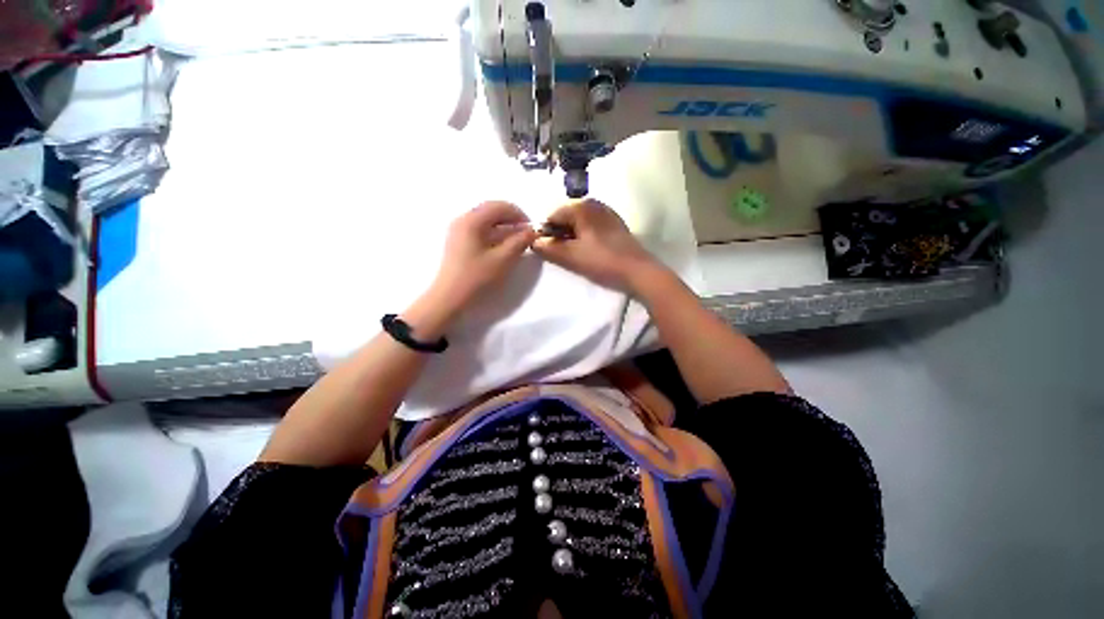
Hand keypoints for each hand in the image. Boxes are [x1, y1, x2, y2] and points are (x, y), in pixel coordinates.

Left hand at [430, 201, 536, 311]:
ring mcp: (458, 230)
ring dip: (503, 226)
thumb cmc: (476, 278)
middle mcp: (463, 219)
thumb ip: (519, 242)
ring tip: (516, 241)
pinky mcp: (458, 240)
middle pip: (492, 210)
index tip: (531, 229)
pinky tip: (502, 246)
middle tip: (525, 234)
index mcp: (472, 220)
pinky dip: (494, 233)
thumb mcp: (503, 260)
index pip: (500, 206)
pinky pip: (479, 229)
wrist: (449, 297)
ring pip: (486, 220)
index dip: (519, 215)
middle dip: (511, 219)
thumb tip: (532, 231)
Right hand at [531, 199, 660, 291]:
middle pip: (567, 217)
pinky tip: (589, 251)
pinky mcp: (615, 224)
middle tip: (562, 254)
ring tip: (575, 255)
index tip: (547, 250)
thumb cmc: (602, 261)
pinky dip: (585, 236)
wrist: (638, 271)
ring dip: (572, 236)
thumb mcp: (571, 256)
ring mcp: (607, 213)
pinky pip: (592, 226)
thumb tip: (533, 242)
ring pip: (580, 222)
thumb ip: (549, 248)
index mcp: (582, 207)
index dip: (546, 232)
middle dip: (560, 234)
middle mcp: (594, 204)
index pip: (553, 215)